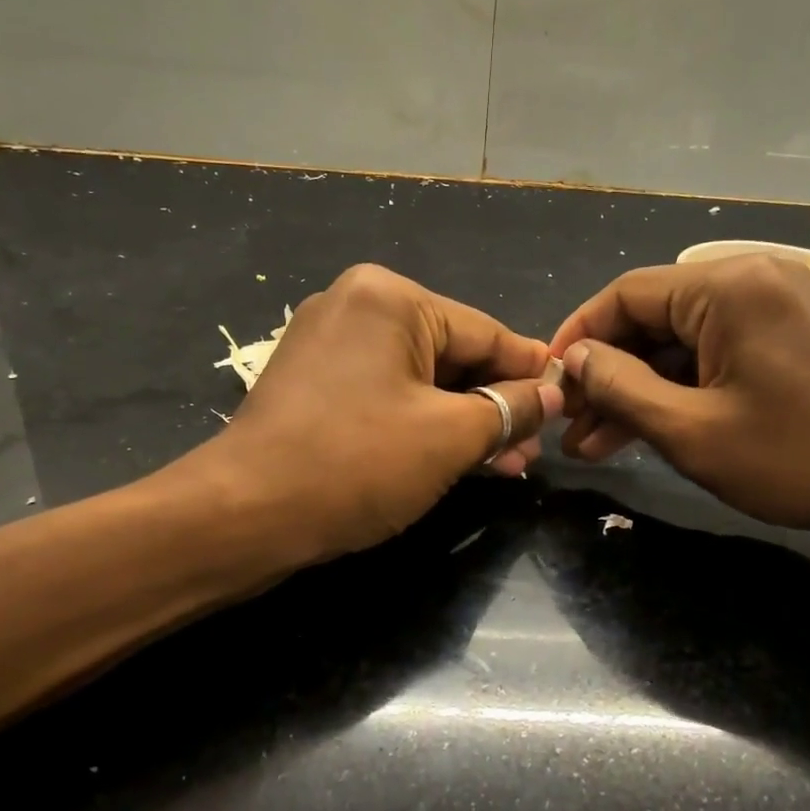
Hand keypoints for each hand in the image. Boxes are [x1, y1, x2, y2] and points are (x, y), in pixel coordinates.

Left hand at [217, 264, 561, 559]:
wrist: (242, 514)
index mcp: (390, 296)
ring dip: (461, 421)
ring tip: (505, 465)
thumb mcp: (450, 436)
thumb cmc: (355, 463)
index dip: (530, 373)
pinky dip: (420, 423)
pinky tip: (454, 457)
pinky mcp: (312, 381)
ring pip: (419, 379)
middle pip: (451, 354)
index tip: (567, 403)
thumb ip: (510, 408)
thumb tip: (552, 393)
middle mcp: (356, 304)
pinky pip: (385, 394)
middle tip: (531, 452)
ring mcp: (328, 342)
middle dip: (493, 406)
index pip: (484, 332)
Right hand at [548, 254, 809, 545]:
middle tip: (569, 427)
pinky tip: (642, 431)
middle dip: (607, 375)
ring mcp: (773, 307)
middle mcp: (750, 278)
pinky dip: (677, 390)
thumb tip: (573, 358)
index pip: (626, 294)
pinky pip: (712, 355)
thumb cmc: (799, 459)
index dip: (578, 337)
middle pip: (652, 318)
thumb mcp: (691, 430)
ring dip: (637, 390)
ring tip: (593, 445)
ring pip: (678, 343)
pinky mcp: (785, 337)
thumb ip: (620, 386)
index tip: (546, 381)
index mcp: (729, 285)